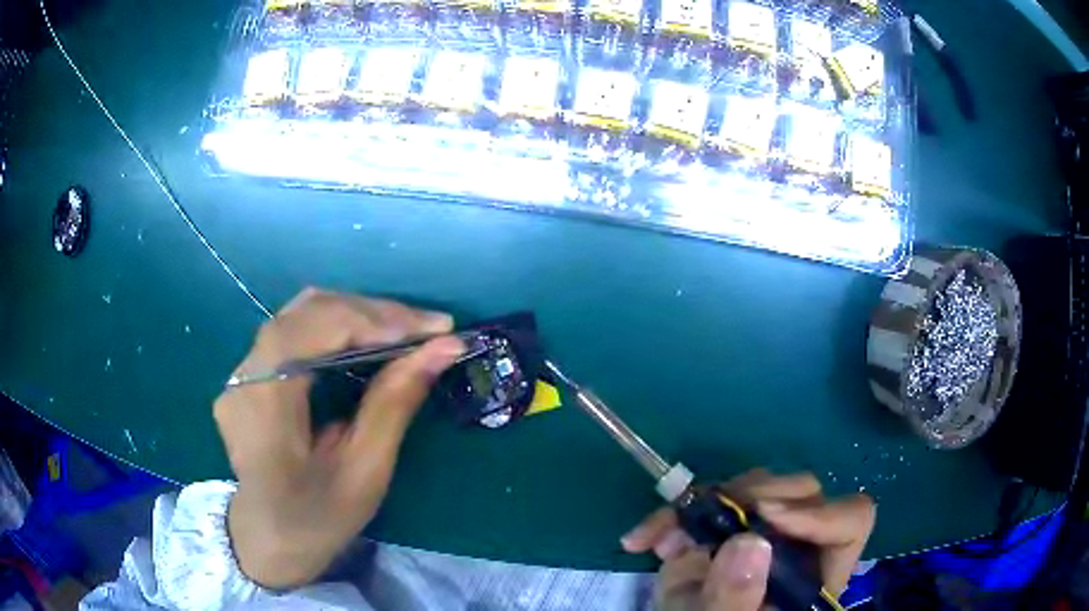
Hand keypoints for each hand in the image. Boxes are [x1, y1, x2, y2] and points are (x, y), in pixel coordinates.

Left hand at [214, 288, 465, 588]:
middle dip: (372, 313)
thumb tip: (443, 348)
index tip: (433, 328)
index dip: (371, 319)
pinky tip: (369, 341)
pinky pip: (295, 332)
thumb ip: (395, 403)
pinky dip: (337, 328)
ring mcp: (242, 373)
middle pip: (305, 313)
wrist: (268, 540)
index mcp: (263, 408)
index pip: (309, 331)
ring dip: (356, 315)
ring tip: (405, 331)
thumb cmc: (318, 520)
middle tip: (428, 329)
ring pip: (300, 315)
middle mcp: (243, 378)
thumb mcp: (364, 472)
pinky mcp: (249, 375)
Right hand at [621, 469, 874, 610]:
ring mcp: (762, 533)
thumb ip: (736, 597)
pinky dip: (674, 514)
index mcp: (814, 575)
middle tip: (706, 519)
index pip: (850, 521)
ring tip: (665, 541)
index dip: (818, 513)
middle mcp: (796, 546)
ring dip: (706, 505)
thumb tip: (748, 540)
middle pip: (801, 493)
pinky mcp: (727, 529)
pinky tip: (645, 539)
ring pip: (756, 487)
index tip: (766, 519)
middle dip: (750, 500)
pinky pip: (709, 500)